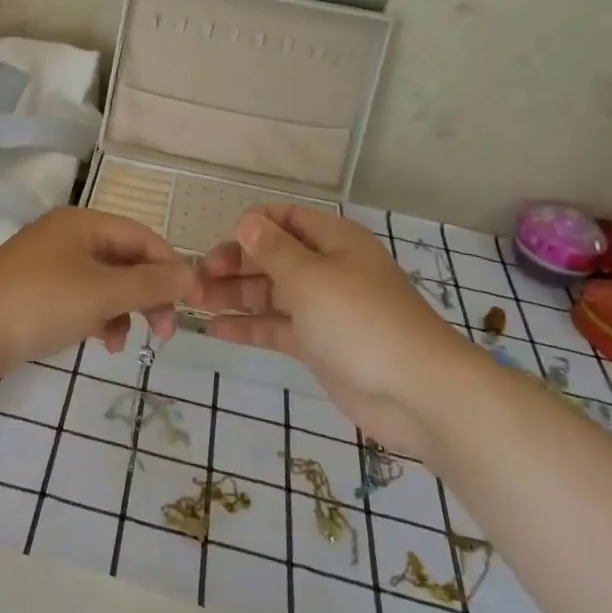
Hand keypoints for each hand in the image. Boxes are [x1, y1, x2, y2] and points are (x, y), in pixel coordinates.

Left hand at [0, 207, 192, 384]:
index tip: (190, 308)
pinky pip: (80, 299)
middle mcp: (67, 236)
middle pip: (124, 259)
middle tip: (162, 333)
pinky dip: (96, 317)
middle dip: (147, 294)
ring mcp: (48, 265)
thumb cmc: (40, 303)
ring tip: (119, 343)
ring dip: (122, 310)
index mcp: (84, 223)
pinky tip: (97, 341)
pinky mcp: (34, 293)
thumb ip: (151, 284)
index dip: (170, 269)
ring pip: (104, 282)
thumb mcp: (103, 293)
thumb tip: (192, 274)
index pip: (143, 237)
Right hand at [191, 205, 474, 455]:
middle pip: (273, 256)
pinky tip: (215, 329)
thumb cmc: (360, 320)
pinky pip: (277, 326)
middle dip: (235, 264)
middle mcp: (327, 268)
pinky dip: (249, 325)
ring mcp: (323, 308)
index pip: (285, 218)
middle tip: (197, 280)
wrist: (418, 394)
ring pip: (271, 292)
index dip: (251, 226)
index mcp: (333, 240)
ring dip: (235, 294)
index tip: (219, 243)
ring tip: (194, 302)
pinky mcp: (319, 345)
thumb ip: (273, 250)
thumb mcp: (310, 277)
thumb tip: (247, 222)